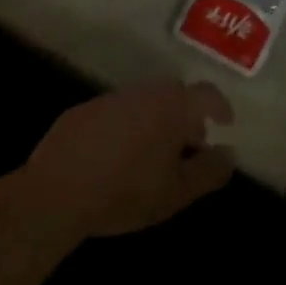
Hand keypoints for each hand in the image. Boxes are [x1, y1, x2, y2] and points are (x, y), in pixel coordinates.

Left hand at [14, 79, 236, 243]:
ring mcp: (110, 98)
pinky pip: (116, 111)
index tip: (224, 123)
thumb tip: (229, 153)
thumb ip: (209, 171)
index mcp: (171, 107)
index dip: (219, 106)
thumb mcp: (176, 192)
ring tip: (153, 152)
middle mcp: (143, 92)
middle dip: (186, 115)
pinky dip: (126, 125)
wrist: (56, 192)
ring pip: (144, 101)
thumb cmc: (126, 192)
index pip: (206, 94)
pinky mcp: (83, 110)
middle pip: (174, 94)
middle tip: (189, 143)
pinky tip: (117, 155)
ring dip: (155, 119)